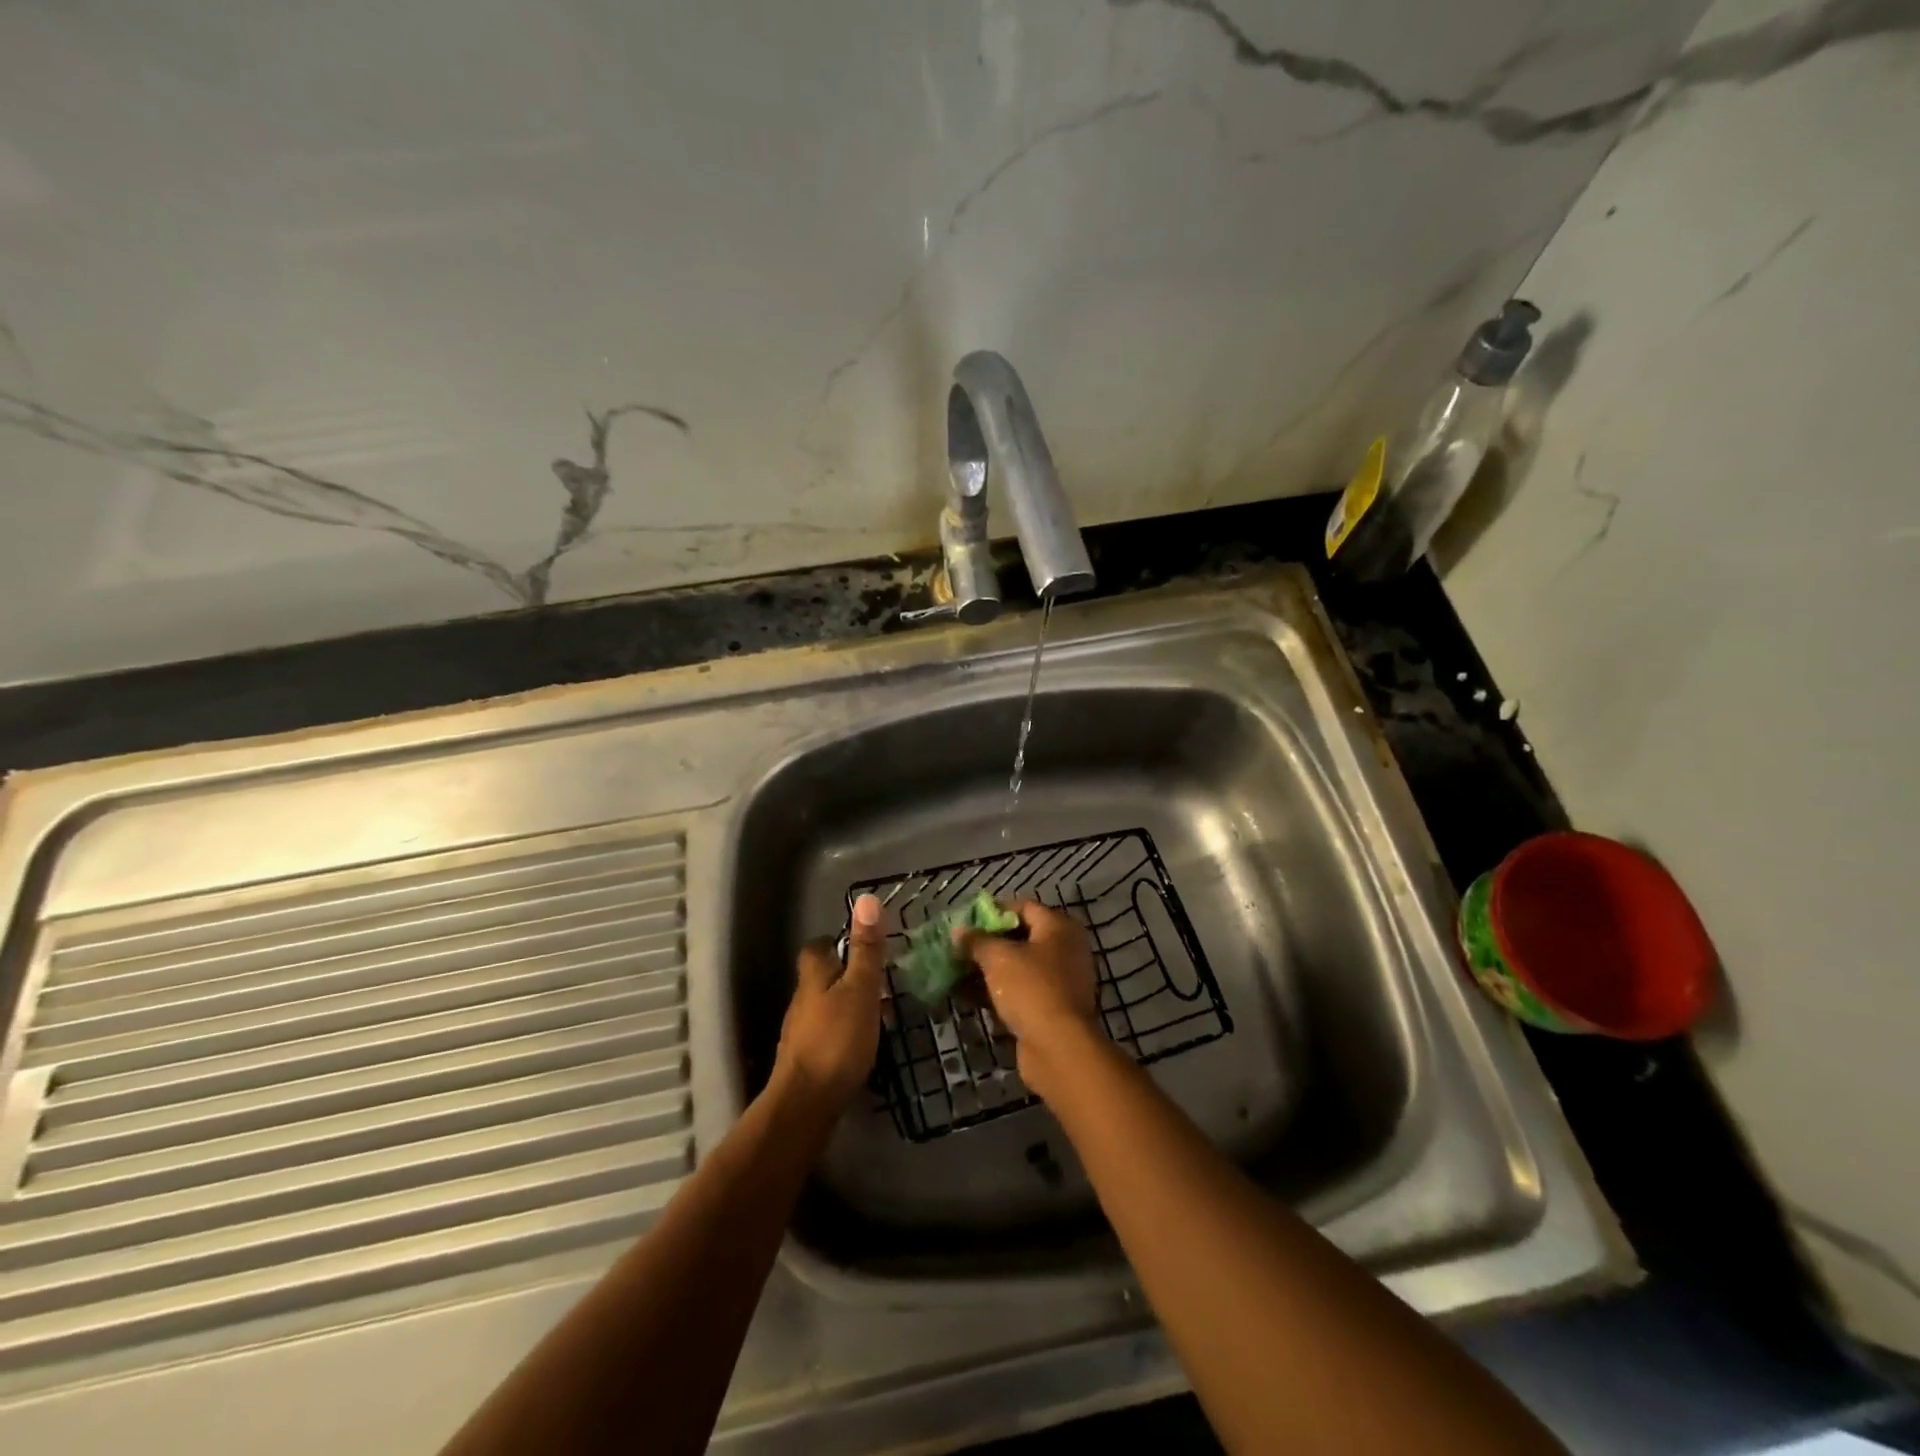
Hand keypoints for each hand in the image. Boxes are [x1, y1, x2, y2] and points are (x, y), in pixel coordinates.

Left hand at [774, 892, 884, 1110]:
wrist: (806, 1104)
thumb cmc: (837, 1040)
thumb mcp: (861, 989)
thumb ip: (866, 949)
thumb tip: (866, 899)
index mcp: (813, 978)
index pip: (816, 948)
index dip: (835, 942)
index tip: (858, 944)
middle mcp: (802, 1001)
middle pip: (821, 978)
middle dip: (845, 976)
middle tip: (877, 980)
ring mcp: (801, 1033)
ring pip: (825, 1008)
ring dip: (847, 1006)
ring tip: (878, 1012)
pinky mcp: (806, 1062)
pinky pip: (828, 1036)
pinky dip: (844, 1033)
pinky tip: (862, 1045)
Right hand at [958, 900, 1101, 1100]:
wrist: (1059, 1048)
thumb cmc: (1031, 988)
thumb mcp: (998, 958)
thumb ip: (977, 941)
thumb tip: (958, 931)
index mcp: (1059, 927)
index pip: (1023, 907)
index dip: (993, 911)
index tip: (966, 922)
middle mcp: (1065, 950)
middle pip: (1021, 938)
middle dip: (988, 943)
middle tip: (959, 948)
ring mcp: (1061, 982)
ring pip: (1018, 968)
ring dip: (988, 970)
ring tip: (956, 972)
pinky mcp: (1052, 1009)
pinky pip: (1020, 992)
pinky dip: (997, 992)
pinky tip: (968, 997)